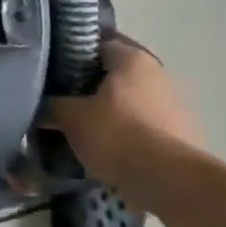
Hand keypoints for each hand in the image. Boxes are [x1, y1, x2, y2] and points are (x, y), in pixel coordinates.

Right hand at [45, 36, 202, 188]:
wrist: (171, 182)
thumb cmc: (117, 135)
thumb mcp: (71, 118)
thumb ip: (51, 106)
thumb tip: (39, 106)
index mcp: (132, 58)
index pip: (96, 44)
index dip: (71, 55)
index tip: (51, 70)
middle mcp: (159, 73)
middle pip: (115, 74)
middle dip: (91, 86)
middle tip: (63, 100)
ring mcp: (177, 105)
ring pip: (132, 101)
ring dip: (112, 111)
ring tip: (84, 129)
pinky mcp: (186, 135)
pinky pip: (146, 126)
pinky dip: (129, 133)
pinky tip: (110, 149)